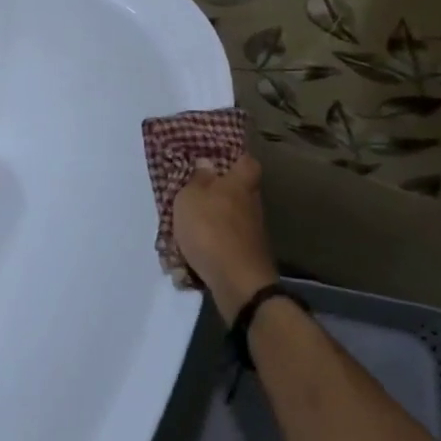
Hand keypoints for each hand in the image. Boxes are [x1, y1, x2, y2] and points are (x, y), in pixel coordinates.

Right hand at [172, 154, 278, 318]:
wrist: (237, 281)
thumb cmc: (210, 229)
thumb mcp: (191, 197)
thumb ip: (198, 179)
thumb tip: (207, 164)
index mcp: (241, 183)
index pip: (247, 162)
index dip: (233, 159)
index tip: (215, 162)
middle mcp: (252, 204)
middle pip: (238, 191)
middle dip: (219, 193)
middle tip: (193, 196)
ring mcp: (253, 232)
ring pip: (231, 218)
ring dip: (213, 222)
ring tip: (187, 228)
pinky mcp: (248, 255)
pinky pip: (227, 242)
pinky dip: (212, 245)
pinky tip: (194, 253)